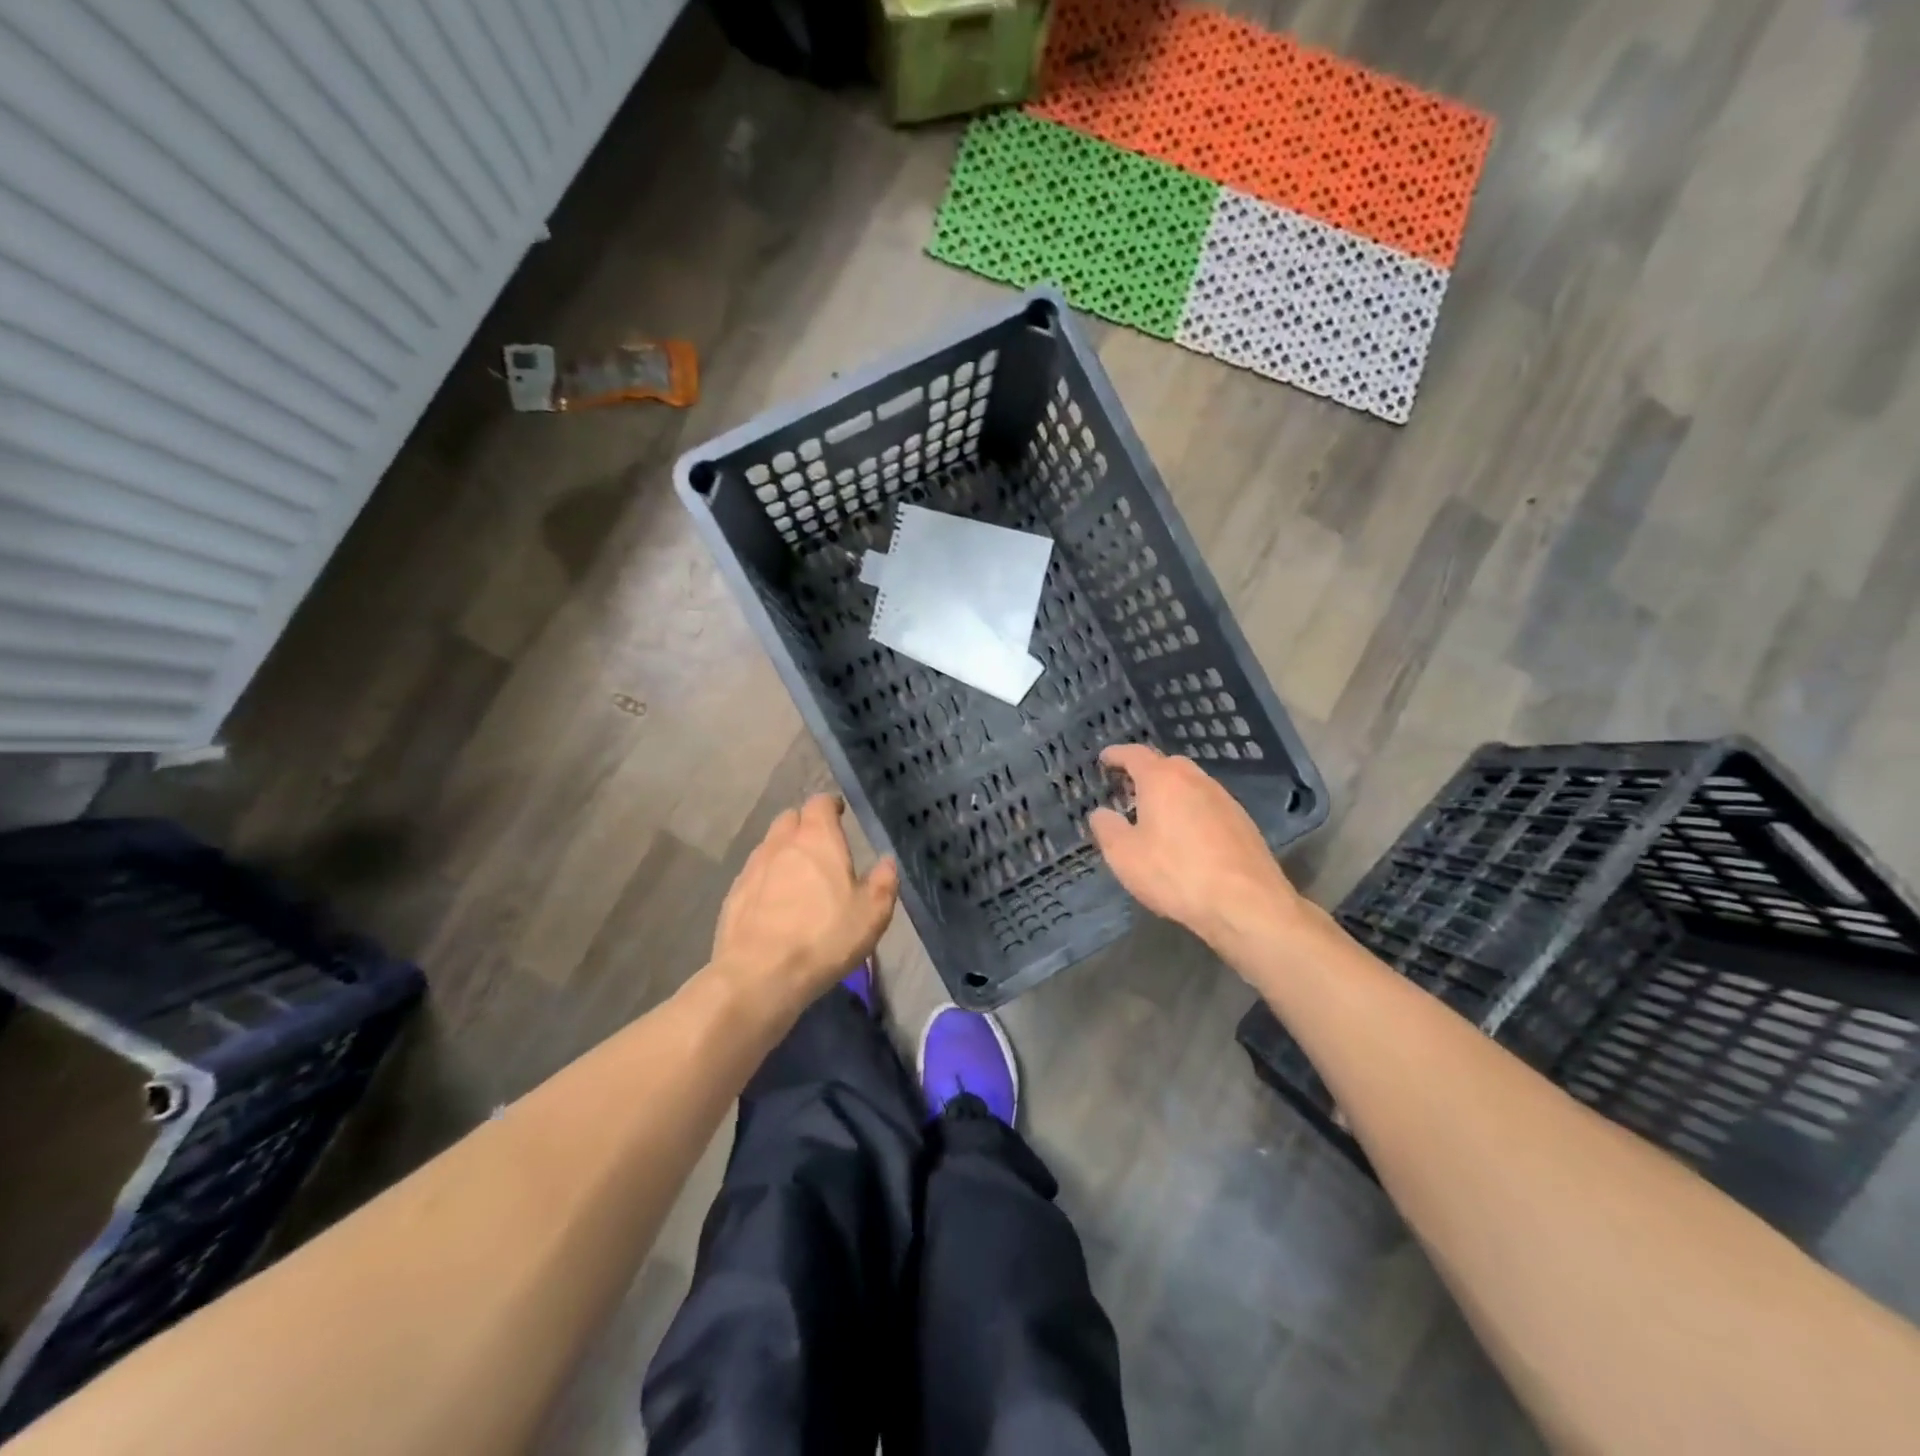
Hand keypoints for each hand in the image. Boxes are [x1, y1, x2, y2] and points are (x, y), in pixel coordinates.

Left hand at [711, 794, 898, 1007]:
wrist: (759, 975)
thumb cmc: (824, 937)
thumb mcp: (871, 914)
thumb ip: (883, 882)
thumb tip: (886, 861)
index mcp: (817, 838)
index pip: (820, 803)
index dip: (831, 807)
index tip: (840, 817)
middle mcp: (781, 843)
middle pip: (791, 819)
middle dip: (805, 826)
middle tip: (822, 849)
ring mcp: (753, 867)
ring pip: (770, 846)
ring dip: (785, 853)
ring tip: (799, 879)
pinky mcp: (734, 894)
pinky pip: (755, 875)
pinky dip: (767, 880)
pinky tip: (776, 905)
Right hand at [1088, 744, 1306, 950]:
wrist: (1246, 904)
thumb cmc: (1175, 873)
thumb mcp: (1124, 855)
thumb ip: (1106, 828)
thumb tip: (1101, 813)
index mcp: (1163, 780)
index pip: (1135, 755)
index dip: (1117, 754)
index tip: (1105, 758)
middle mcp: (1196, 780)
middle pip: (1167, 764)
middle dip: (1146, 771)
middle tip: (1127, 788)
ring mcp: (1224, 799)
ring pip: (1191, 784)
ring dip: (1171, 792)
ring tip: (1155, 814)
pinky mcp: (1243, 822)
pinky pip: (1208, 805)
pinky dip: (1191, 810)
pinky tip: (1186, 836)